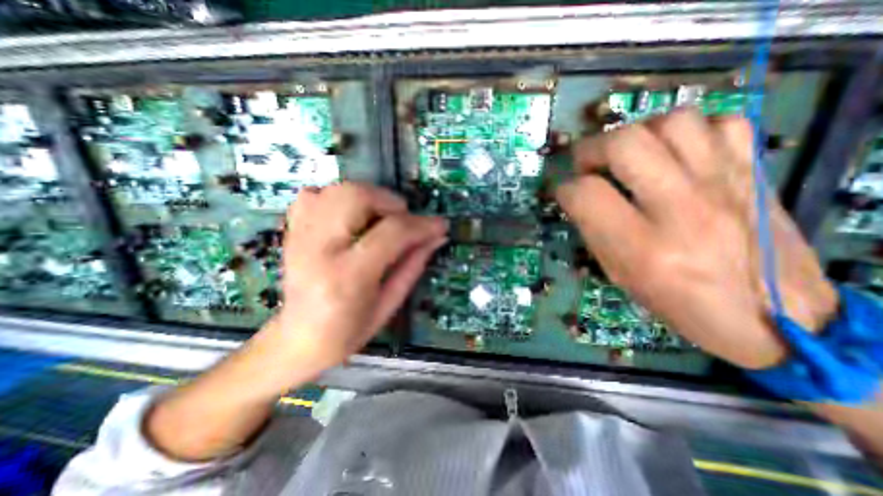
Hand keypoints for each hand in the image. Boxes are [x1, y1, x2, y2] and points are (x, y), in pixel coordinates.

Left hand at [270, 182, 448, 375]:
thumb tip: (436, 237)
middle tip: (404, 219)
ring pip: (337, 190)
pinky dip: (338, 197)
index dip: (422, 224)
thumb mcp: (389, 304)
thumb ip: (413, 265)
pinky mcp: (292, 231)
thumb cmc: (347, 331)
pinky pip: (314, 195)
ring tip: (380, 217)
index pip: (391, 233)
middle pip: (357, 197)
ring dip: (368, 197)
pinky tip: (349, 217)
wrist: (298, 339)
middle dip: (390, 202)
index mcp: (347, 276)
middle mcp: (319, 249)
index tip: (440, 224)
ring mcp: (300, 236)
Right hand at [553, 109, 836, 371]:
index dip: (565, 189)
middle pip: (625, 143)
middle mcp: (683, 208)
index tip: (566, 194)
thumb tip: (579, 198)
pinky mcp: (755, 171)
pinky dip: (687, 132)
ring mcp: (725, 183)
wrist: (779, 318)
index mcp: (643, 247)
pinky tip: (676, 155)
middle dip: (592, 149)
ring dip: (637, 135)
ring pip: (671, 122)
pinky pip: (719, 122)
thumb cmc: (682, 303)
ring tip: (630, 158)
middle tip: (589, 165)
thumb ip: (595, 232)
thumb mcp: (621, 275)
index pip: (586, 194)